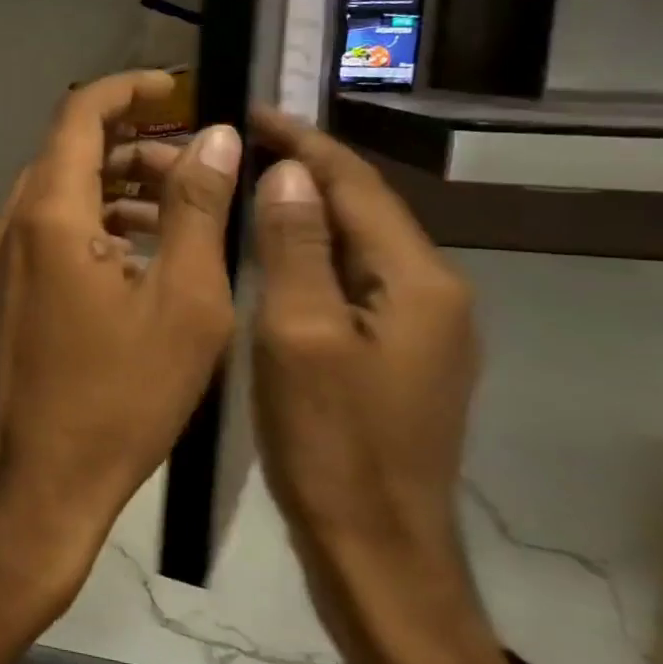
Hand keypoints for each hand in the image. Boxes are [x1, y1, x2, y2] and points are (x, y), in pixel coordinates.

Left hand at [0, 71, 241, 630]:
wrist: (32, 484)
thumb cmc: (119, 400)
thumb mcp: (184, 303)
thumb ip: (197, 208)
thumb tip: (217, 137)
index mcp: (46, 214)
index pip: (79, 114)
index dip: (128, 90)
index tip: (176, 89)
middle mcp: (3, 225)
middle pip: (65, 155)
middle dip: (130, 148)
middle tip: (193, 168)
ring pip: (49, 197)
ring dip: (107, 191)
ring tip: (171, 215)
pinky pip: (34, 236)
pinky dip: (80, 228)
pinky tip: (126, 261)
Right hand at [245, 107, 507, 663]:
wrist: (377, 551)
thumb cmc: (332, 444)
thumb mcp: (300, 336)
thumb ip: (297, 246)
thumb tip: (289, 170)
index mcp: (417, 281)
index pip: (357, 185)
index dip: (303, 143)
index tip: (250, 112)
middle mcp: (431, 293)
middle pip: (361, 210)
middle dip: (300, 170)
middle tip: (232, 148)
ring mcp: (417, 328)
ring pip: (352, 247)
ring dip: (301, 211)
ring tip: (239, 188)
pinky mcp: (394, 355)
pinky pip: (347, 282)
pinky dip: (306, 254)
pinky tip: (266, 254)